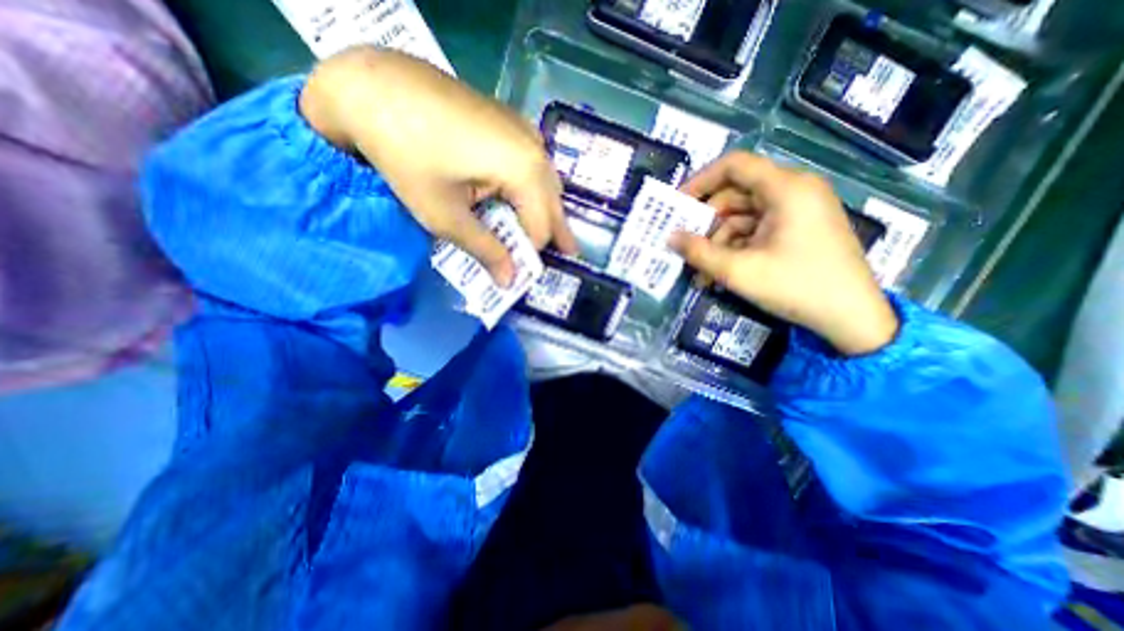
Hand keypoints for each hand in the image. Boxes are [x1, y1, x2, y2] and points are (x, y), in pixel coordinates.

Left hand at [299, 47, 574, 282]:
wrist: (375, 86)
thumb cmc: (407, 156)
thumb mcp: (445, 216)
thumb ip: (485, 250)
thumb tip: (509, 282)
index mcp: (525, 171)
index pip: (540, 228)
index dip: (530, 254)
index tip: (518, 273)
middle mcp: (536, 150)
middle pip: (553, 205)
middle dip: (555, 233)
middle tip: (568, 255)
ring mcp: (526, 131)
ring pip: (547, 184)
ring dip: (546, 211)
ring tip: (552, 234)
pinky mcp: (512, 123)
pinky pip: (534, 165)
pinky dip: (533, 189)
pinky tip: (526, 198)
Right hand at [671, 147, 900, 355]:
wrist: (851, 318)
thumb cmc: (796, 287)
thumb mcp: (738, 271)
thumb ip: (699, 252)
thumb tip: (669, 238)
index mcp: (786, 189)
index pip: (734, 165)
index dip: (700, 181)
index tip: (677, 205)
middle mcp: (793, 191)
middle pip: (736, 193)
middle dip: (706, 222)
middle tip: (685, 245)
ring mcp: (796, 211)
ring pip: (742, 216)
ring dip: (717, 242)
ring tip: (700, 272)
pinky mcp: (796, 229)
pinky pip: (756, 230)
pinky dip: (735, 248)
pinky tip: (718, 273)